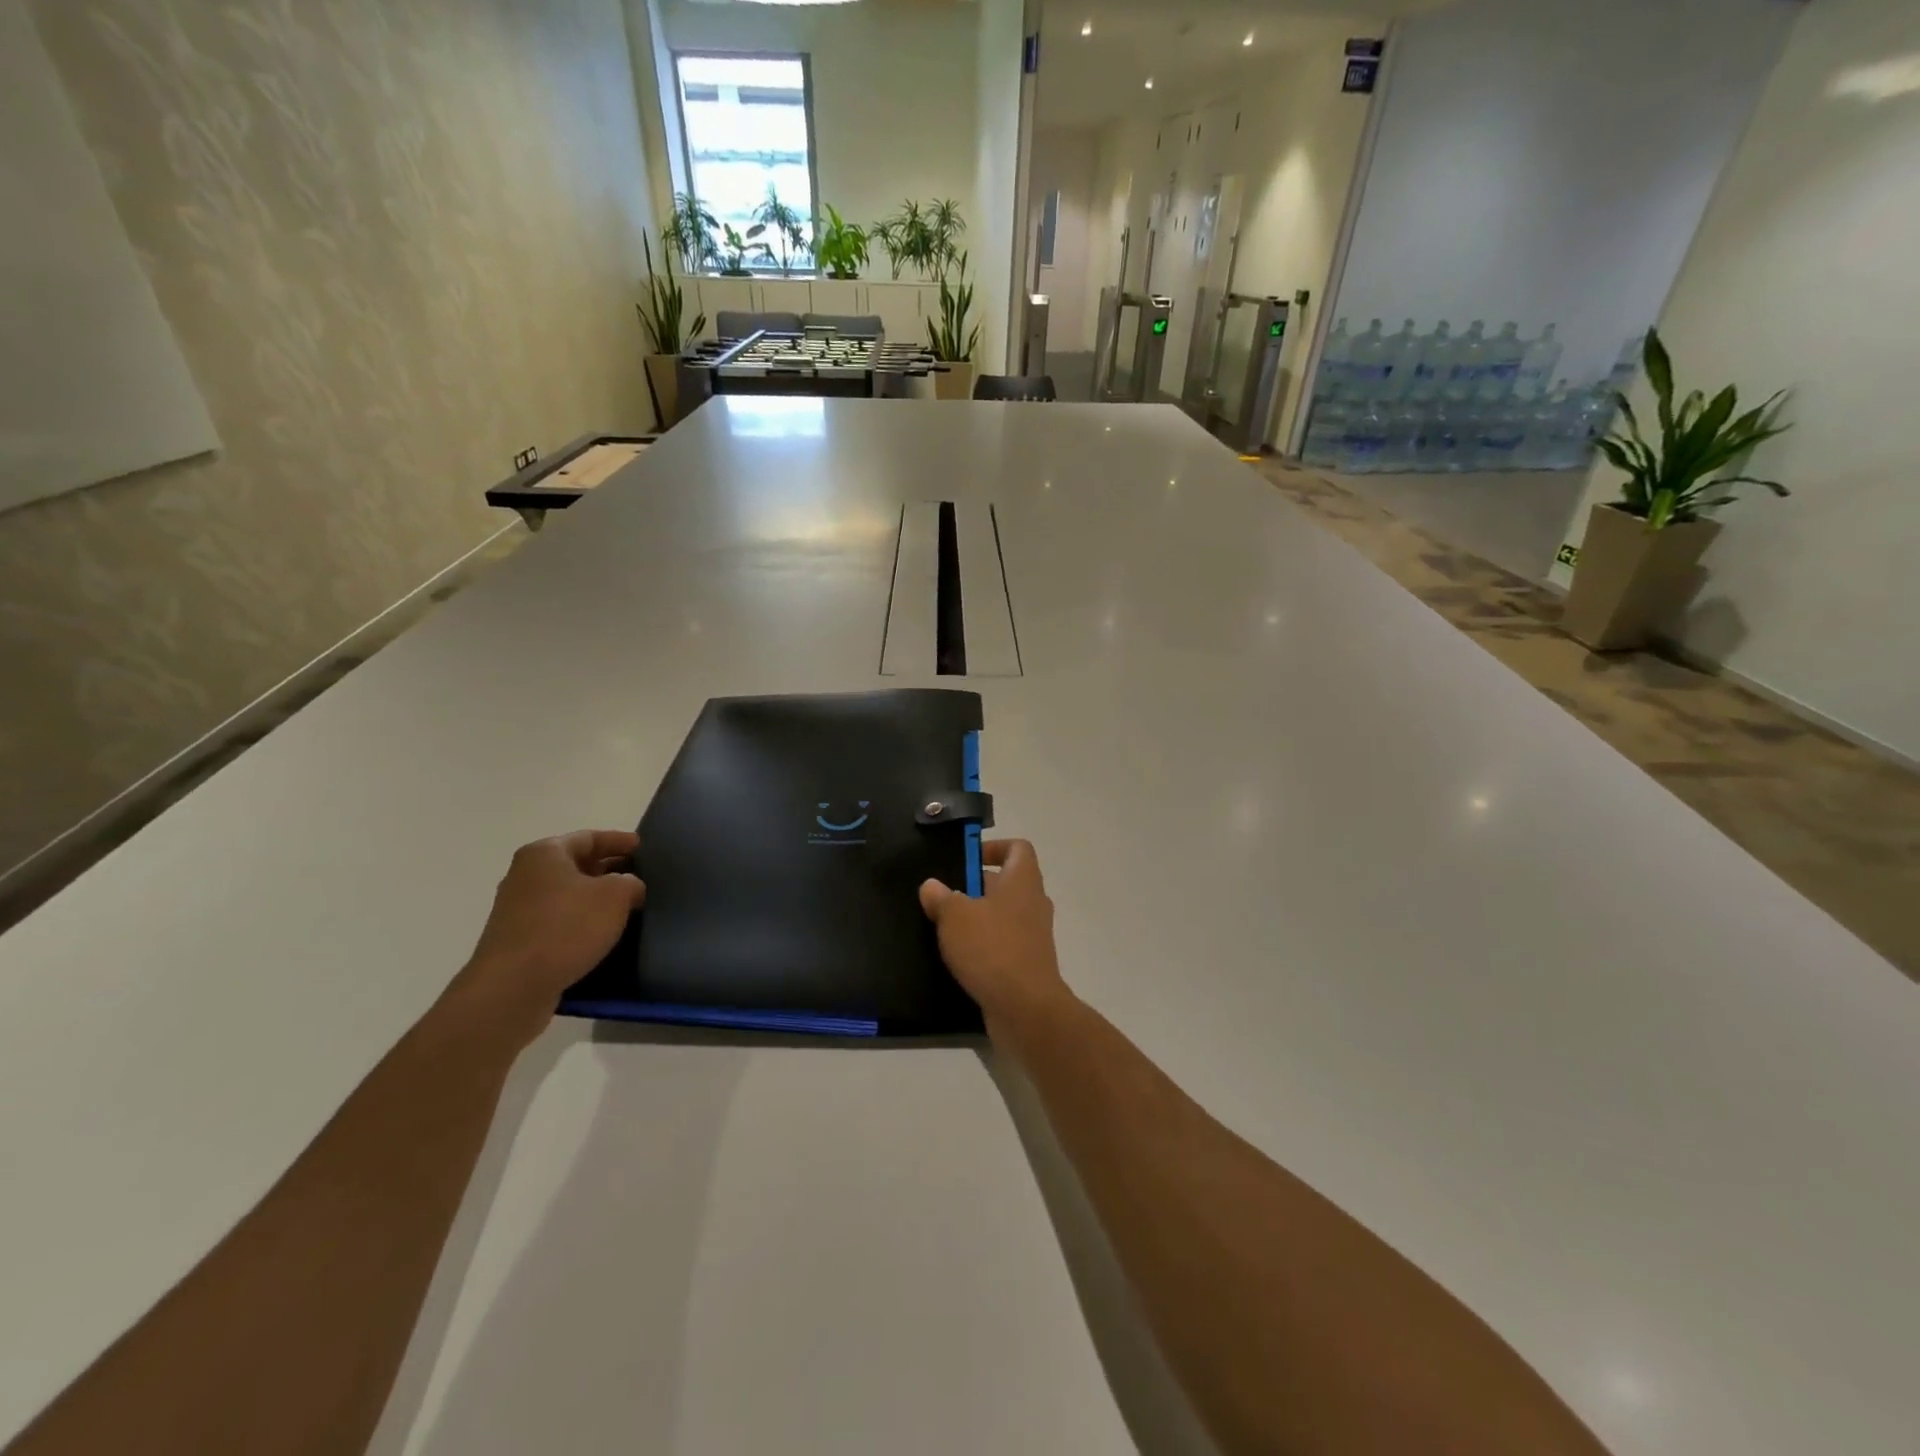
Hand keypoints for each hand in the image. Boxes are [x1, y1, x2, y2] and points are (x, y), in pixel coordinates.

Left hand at [452, 830, 645, 1048]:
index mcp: (545, 854)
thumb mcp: (615, 895)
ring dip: (596, 898)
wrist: (512, 987)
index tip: (644, 848)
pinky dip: (581, 922)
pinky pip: (558, 920)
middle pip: (576, 864)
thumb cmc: (566, 927)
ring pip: (568, 894)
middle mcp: (526, 875)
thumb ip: (631, 882)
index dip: (619, 840)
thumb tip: (630, 887)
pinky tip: (603, 934)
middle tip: (641, 877)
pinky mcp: (518, 940)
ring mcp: (518, 909)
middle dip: (610, 869)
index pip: (589, 837)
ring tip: (628, 907)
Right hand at [919, 839, 1072, 1041]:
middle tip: (943, 895)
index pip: (1018, 848)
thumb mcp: (955, 917)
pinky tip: (957, 957)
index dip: (993, 847)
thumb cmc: (992, 949)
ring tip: (943, 927)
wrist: (1025, 1008)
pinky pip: (1003, 943)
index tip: (965, 860)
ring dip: (976, 918)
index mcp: (1023, 880)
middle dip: (974, 886)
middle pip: (1006, 882)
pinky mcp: (1027, 963)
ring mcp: (1033, 935)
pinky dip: (983, 946)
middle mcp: (1033, 903)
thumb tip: (932, 886)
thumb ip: (941, 897)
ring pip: (1002, 914)